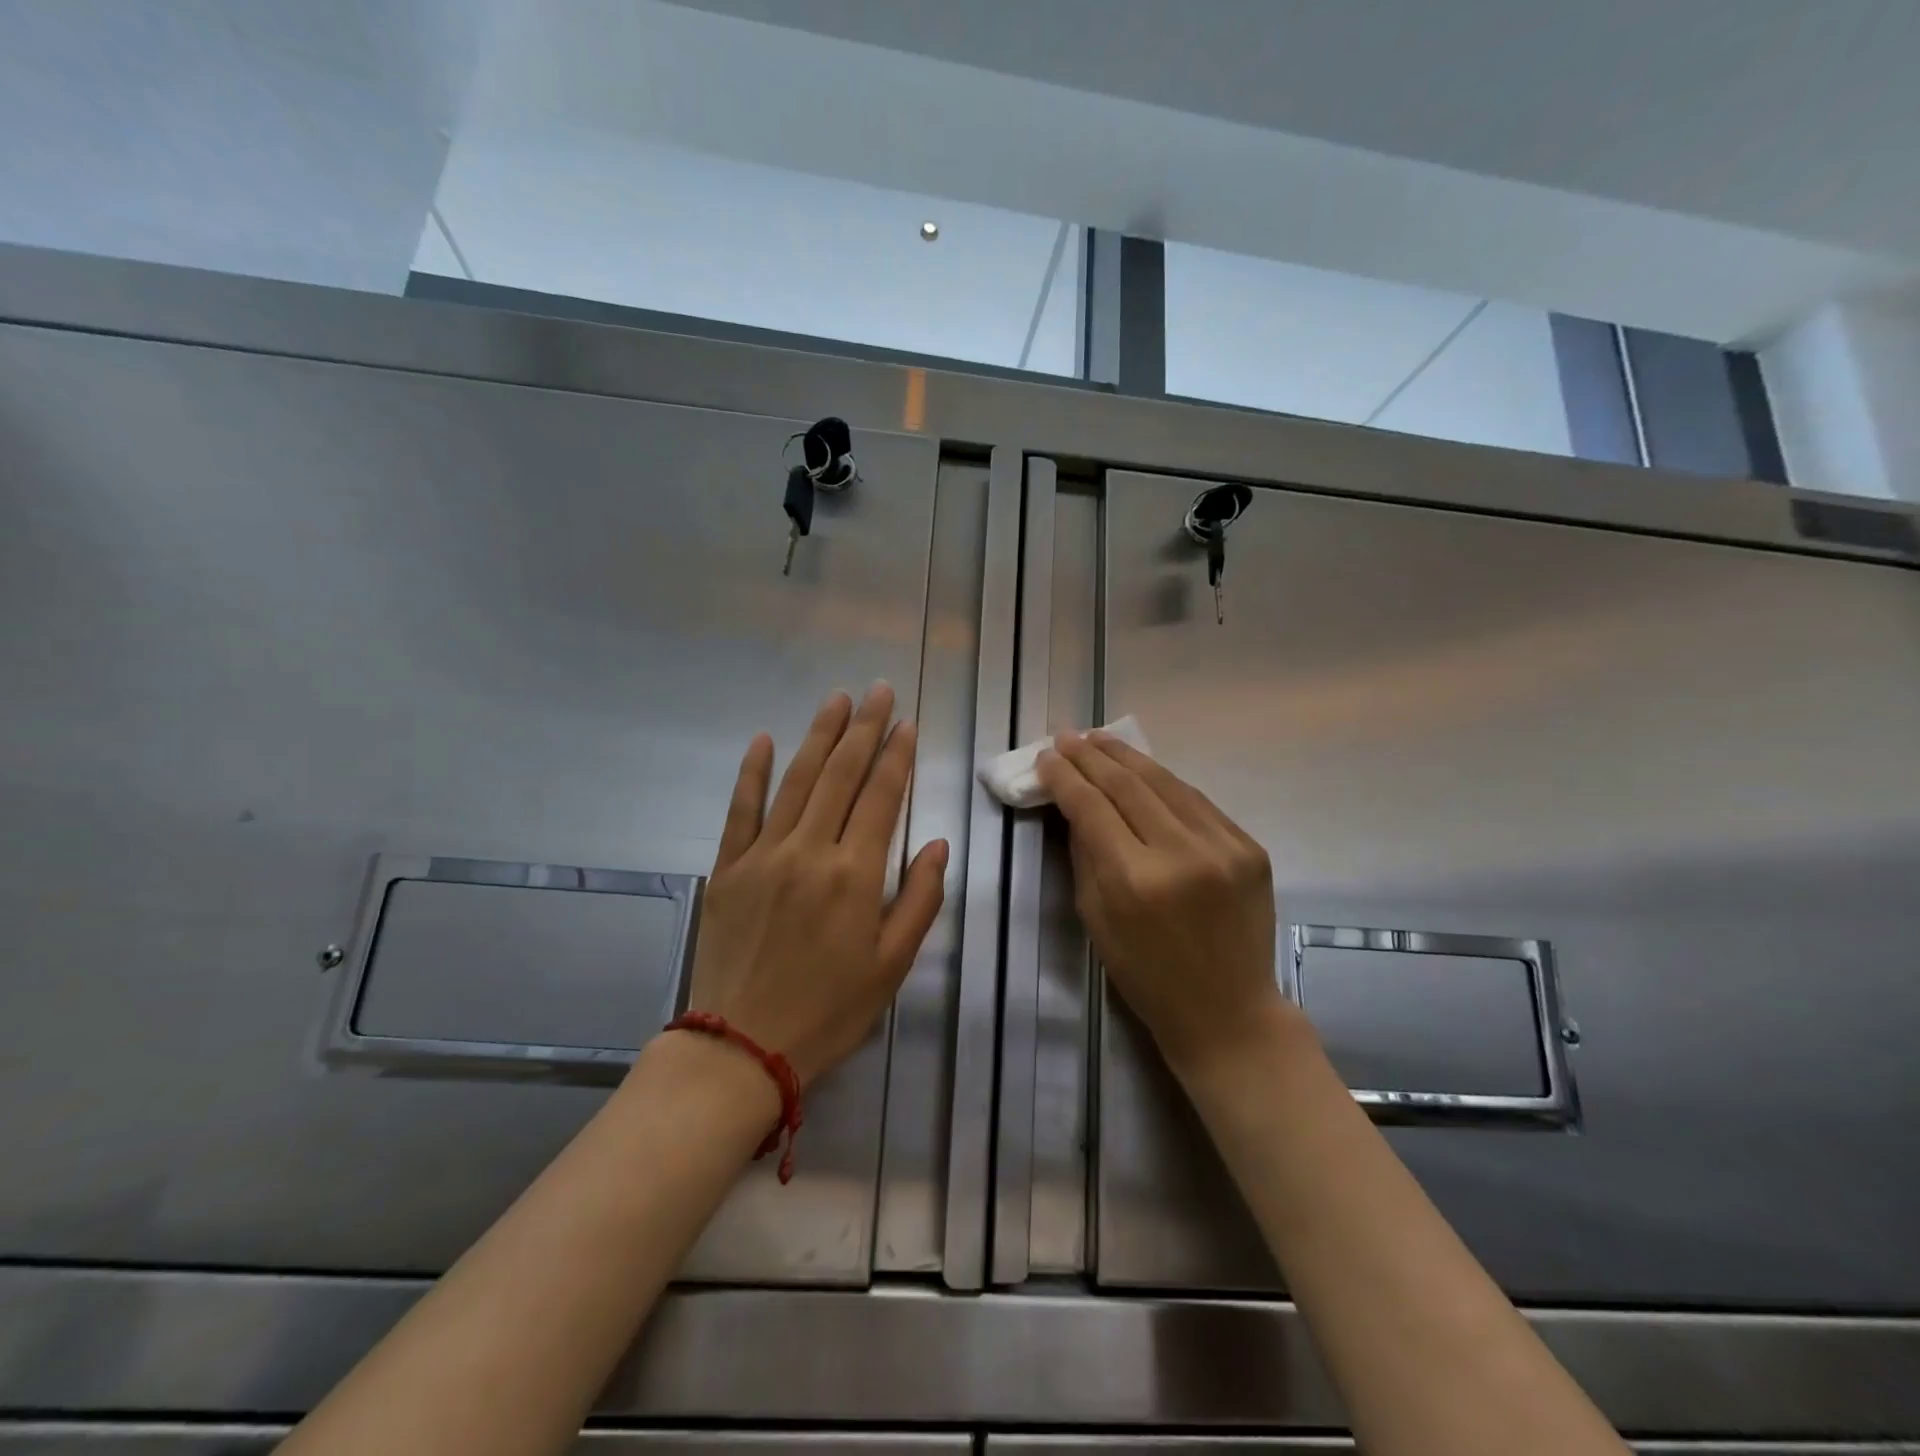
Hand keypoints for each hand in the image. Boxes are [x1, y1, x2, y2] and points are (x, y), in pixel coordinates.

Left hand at [682, 684, 947, 1086]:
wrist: (742, 1047)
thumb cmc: (829, 1010)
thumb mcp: (892, 964)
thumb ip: (919, 898)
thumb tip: (936, 842)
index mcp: (855, 874)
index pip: (882, 796)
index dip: (897, 755)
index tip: (907, 722)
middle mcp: (810, 851)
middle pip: (841, 775)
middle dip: (864, 728)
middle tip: (878, 690)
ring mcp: (763, 855)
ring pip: (796, 780)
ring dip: (819, 736)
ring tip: (837, 700)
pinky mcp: (727, 868)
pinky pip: (740, 809)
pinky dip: (751, 772)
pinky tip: (762, 739)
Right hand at [1037, 730, 1289, 1075]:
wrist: (1229, 1011)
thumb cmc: (1147, 976)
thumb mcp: (1096, 920)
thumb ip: (1085, 855)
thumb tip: (1074, 804)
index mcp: (1135, 881)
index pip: (1091, 808)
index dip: (1064, 777)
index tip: (1045, 756)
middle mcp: (1181, 854)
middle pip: (1128, 785)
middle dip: (1091, 757)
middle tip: (1067, 737)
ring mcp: (1223, 847)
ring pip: (1166, 783)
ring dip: (1128, 758)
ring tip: (1100, 740)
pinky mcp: (1250, 848)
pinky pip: (1198, 802)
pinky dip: (1166, 782)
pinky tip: (1144, 770)